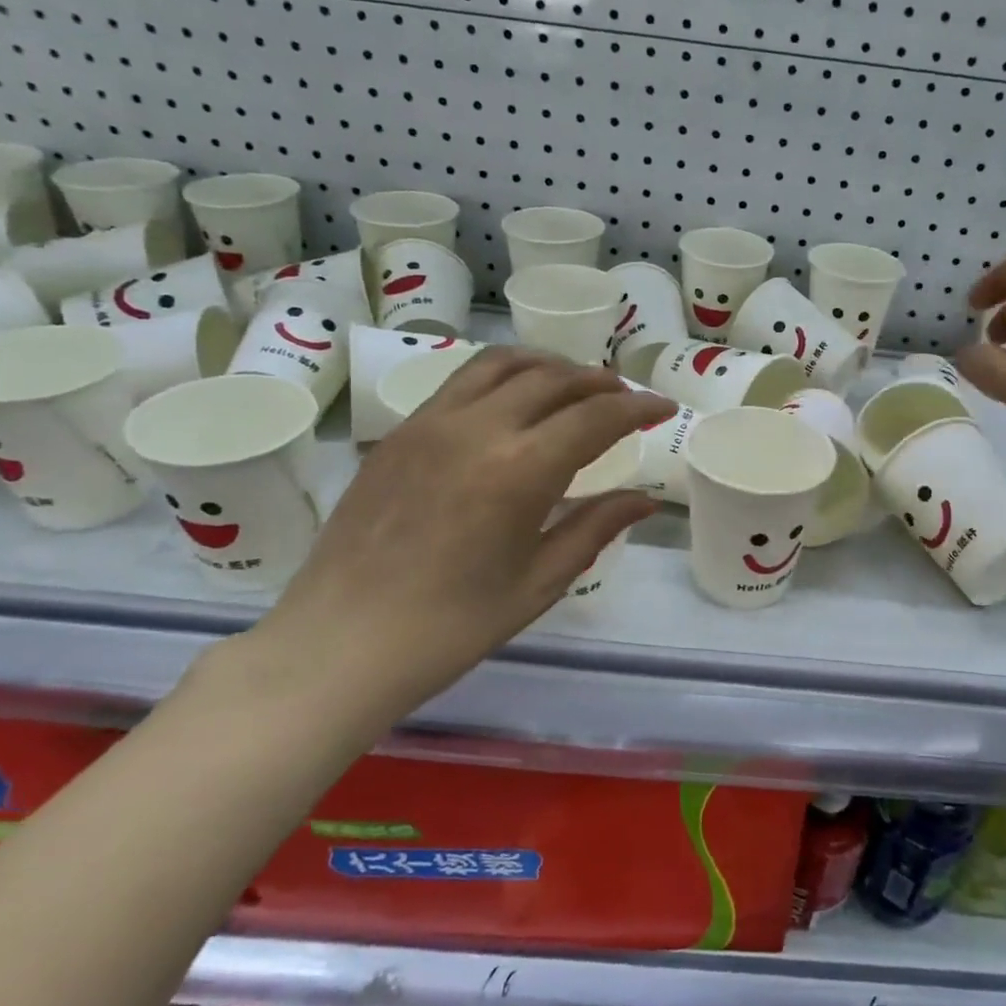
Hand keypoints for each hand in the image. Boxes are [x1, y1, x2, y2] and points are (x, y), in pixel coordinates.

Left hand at [244, 347, 670, 730]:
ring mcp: (432, 422)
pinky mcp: (401, 431)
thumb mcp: (539, 581)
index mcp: (520, 470)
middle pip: (554, 379)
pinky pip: (463, 380)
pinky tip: (514, 401)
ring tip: (574, 385)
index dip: (638, 408)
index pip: (596, 417)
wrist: (341, 642)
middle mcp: (478, 428)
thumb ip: (596, 527)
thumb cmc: (452, 626)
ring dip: (551, 366)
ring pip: (504, 363)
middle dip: (600, 382)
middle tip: (624, 400)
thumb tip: (645, 499)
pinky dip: (504, 375)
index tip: (664, 408)